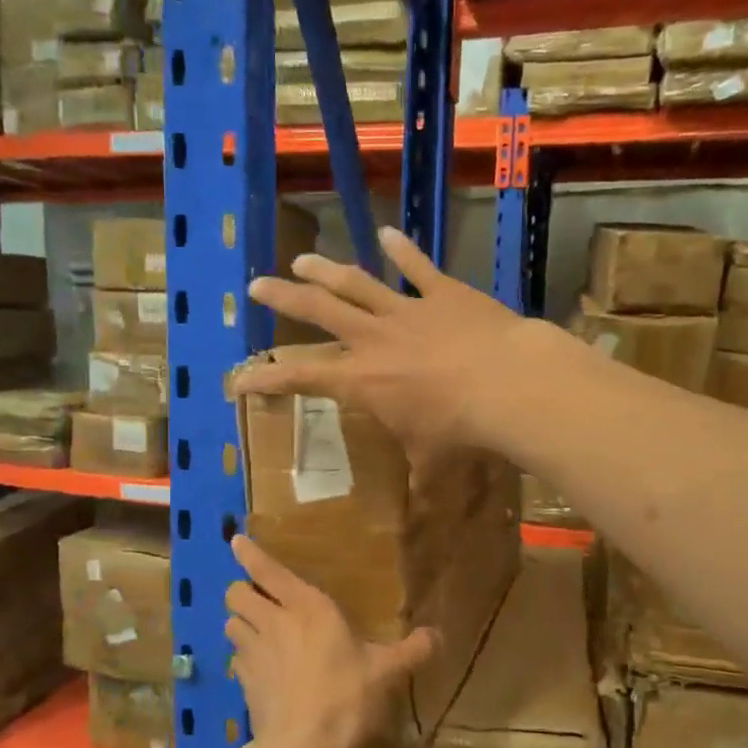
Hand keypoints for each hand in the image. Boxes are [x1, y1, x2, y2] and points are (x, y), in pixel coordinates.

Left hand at [224, 535, 437, 747]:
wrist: (303, 747)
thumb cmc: (346, 696)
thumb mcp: (386, 671)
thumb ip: (411, 650)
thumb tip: (439, 636)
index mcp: (307, 607)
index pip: (268, 570)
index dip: (249, 553)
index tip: (236, 540)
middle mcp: (273, 622)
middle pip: (236, 593)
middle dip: (242, 590)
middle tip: (258, 598)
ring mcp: (253, 652)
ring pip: (230, 623)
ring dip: (240, 622)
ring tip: (255, 630)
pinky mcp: (243, 682)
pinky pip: (235, 658)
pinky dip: (243, 657)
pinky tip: (258, 668)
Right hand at [236, 225, 547, 456]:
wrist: (508, 385)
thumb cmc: (461, 430)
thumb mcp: (433, 464)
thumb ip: (420, 483)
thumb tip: (419, 516)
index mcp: (362, 380)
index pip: (301, 378)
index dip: (266, 378)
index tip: (239, 377)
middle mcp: (374, 339)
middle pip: (318, 310)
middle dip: (283, 297)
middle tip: (257, 284)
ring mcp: (407, 310)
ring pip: (356, 283)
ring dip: (326, 270)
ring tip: (302, 260)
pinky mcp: (444, 292)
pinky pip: (417, 266)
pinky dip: (402, 248)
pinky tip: (388, 231)